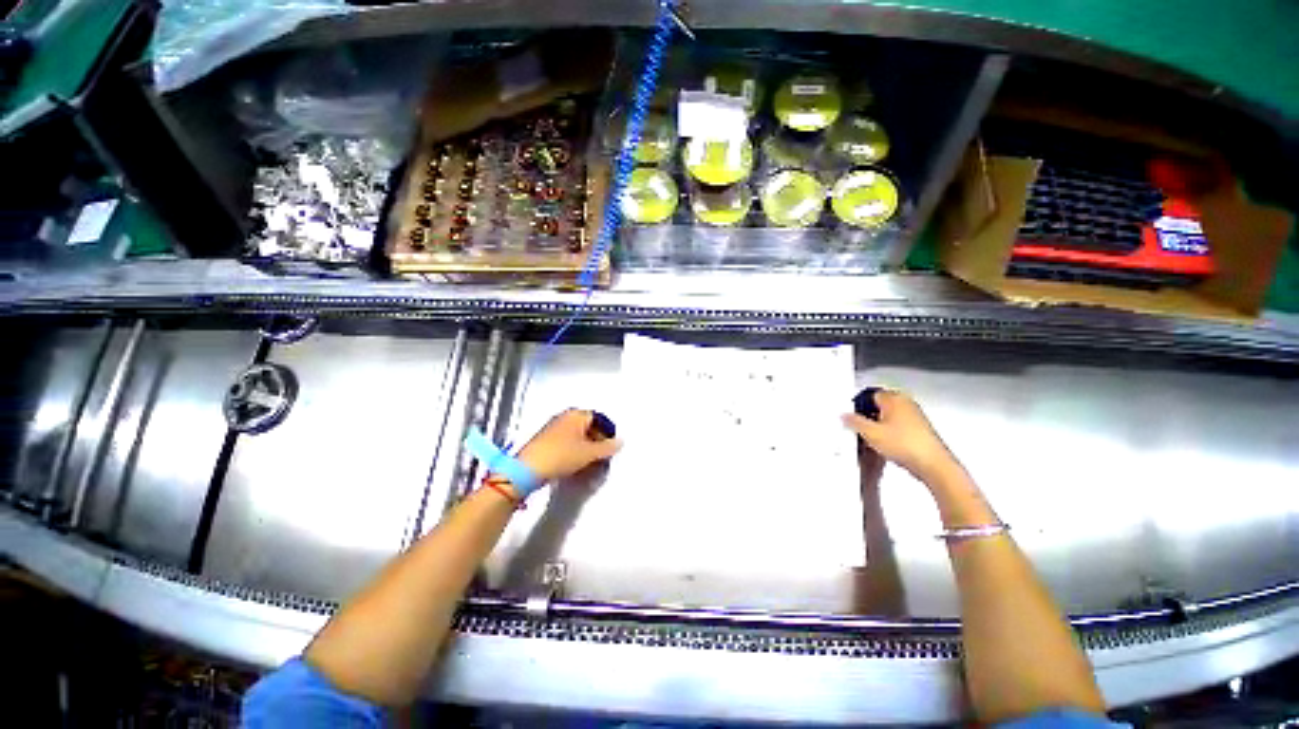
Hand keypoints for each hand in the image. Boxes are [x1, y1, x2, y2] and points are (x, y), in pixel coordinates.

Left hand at [516, 409, 622, 483]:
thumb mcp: (589, 453)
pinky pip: (566, 442)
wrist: (527, 470)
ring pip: (577, 436)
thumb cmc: (560, 455)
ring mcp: (553, 428)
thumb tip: (620, 442)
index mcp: (576, 414)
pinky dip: (574, 451)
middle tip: (601, 457)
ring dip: (586, 448)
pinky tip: (575, 465)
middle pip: (588, 426)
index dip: (607, 432)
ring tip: (589, 464)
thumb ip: (607, 447)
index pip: (599, 418)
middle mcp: (565, 417)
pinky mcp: (545, 440)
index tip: (610, 447)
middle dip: (597, 441)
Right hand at [842, 390, 960, 484]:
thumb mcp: (871, 433)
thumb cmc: (904, 444)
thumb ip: (854, 421)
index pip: (870, 394)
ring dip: (878, 425)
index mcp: (894, 398)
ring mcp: (915, 416)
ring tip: (871, 439)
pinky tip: (885, 445)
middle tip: (859, 428)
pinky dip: (889, 432)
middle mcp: (906, 403)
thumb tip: (844, 415)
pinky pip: (898, 425)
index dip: (858, 405)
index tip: (851, 417)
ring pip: (889, 416)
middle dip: (868, 415)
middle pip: (880, 405)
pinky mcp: (920, 429)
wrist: (933, 465)